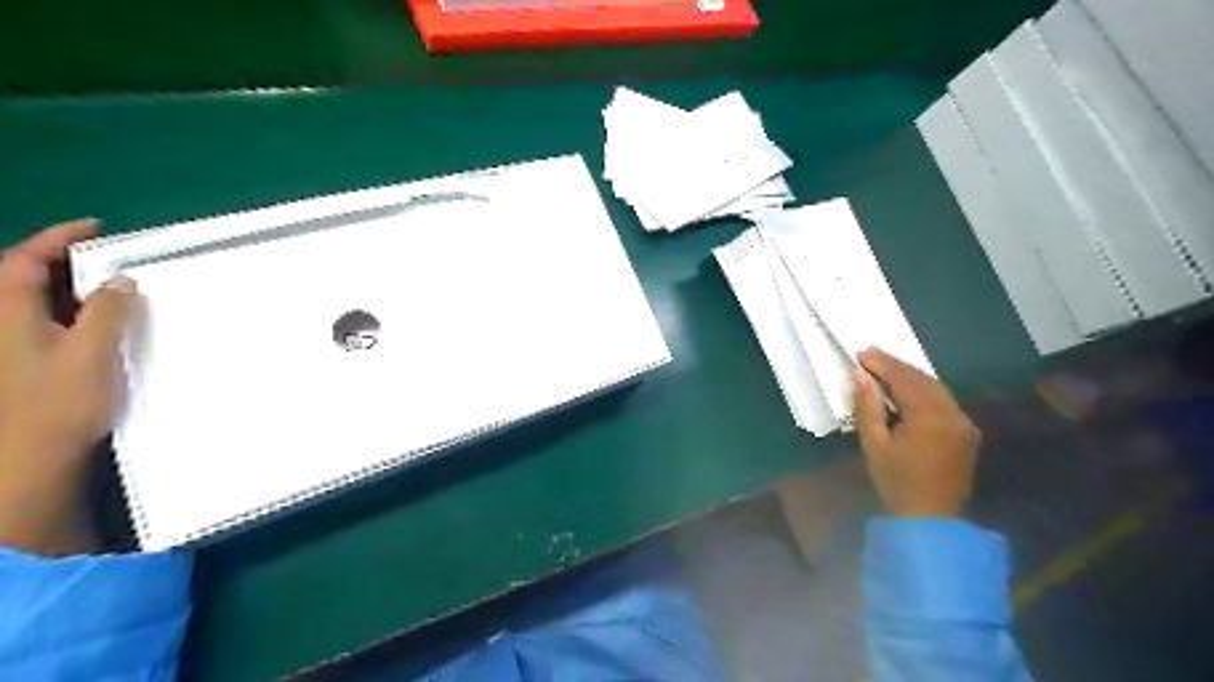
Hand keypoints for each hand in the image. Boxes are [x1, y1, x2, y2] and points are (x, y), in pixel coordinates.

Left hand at [1, 222, 135, 557]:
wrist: (25, 458)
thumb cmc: (57, 402)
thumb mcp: (91, 352)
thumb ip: (107, 312)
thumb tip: (120, 281)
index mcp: (9, 312)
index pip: (26, 260)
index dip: (58, 238)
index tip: (96, 228)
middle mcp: (1, 323)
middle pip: (24, 279)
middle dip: (64, 262)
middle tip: (110, 259)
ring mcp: (10, 346)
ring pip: (36, 304)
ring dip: (70, 290)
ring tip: (111, 289)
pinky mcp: (23, 366)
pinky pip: (45, 325)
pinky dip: (71, 315)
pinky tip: (98, 326)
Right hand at [848, 347, 980, 516]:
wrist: (930, 520)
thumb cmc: (896, 482)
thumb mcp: (874, 445)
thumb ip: (868, 407)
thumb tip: (861, 376)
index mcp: (931, 418)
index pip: (905, 380)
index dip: (882, 364)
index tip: (861, 352)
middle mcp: (953, 415)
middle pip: (923, 379)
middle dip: (897, 365)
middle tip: (871, 354)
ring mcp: (964, 423)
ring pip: (937, 388)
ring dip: (911, 375)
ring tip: (886, 367)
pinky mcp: (966, 433)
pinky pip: (944, 401)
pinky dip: (924, 389)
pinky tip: (908, 388)